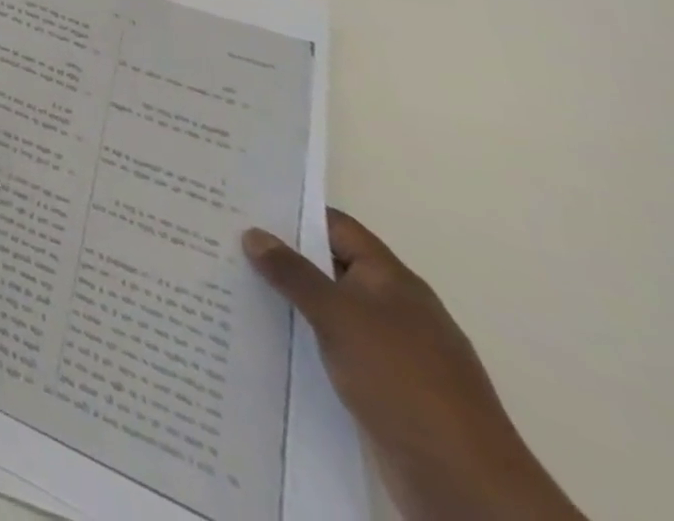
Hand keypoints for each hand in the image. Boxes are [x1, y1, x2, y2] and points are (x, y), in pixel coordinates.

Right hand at [244, 211, 584, 520]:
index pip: (337, 228)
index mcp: (394, 282)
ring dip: (289, 300)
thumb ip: (293, 273)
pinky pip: (334, 347)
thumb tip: (254, 233)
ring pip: (329, 309)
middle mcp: (395, 309)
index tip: (242, 206)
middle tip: (224, 241)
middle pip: (330, 266)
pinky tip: (266, 337)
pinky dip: (303, 337)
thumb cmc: (403, 381)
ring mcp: (392, 351)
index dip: (293, 214)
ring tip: (233, 285)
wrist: (465, 484)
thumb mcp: (340, 317)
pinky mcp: (385, 387)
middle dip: (282, 257)